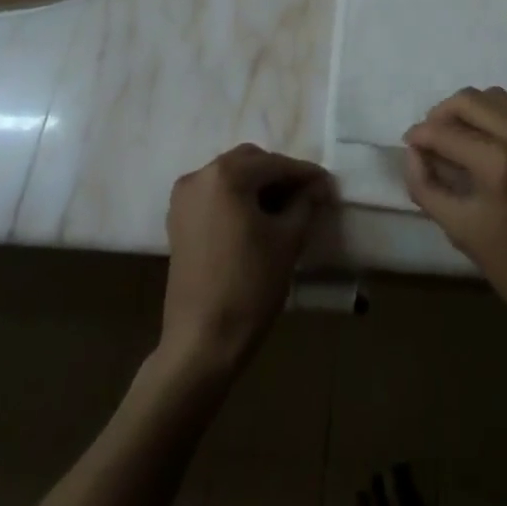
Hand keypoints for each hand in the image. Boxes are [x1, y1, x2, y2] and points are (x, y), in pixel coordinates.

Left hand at [159, 144, 331, 375]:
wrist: (202, 343)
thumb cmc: (250, 286)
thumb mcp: (287, 240)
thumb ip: (305, 203)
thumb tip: (318, 187)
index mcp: (226, 175)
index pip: (275, 164)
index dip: (305, 174)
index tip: (328, 185)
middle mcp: (200, 176)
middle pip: (249, 162)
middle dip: (279, 175)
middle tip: (306, 195)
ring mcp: (184, 199)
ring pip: (230, 177)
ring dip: (258, 186)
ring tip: (285, 208)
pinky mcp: (178, 221)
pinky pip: (215, 195)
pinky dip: (237, 199)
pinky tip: (257, 219)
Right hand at [403, 88, 506, 339]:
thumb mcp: (459, 229)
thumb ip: (426, 186)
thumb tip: (412, 152)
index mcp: (498, 162)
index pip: (446, 132)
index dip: (420, 135)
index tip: (409, 143)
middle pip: (469, 99)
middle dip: (441, 113)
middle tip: (429, 137)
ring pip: (495, 97)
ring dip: (469, 110)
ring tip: (455, 137)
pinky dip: (495, 117)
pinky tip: (485, 142)